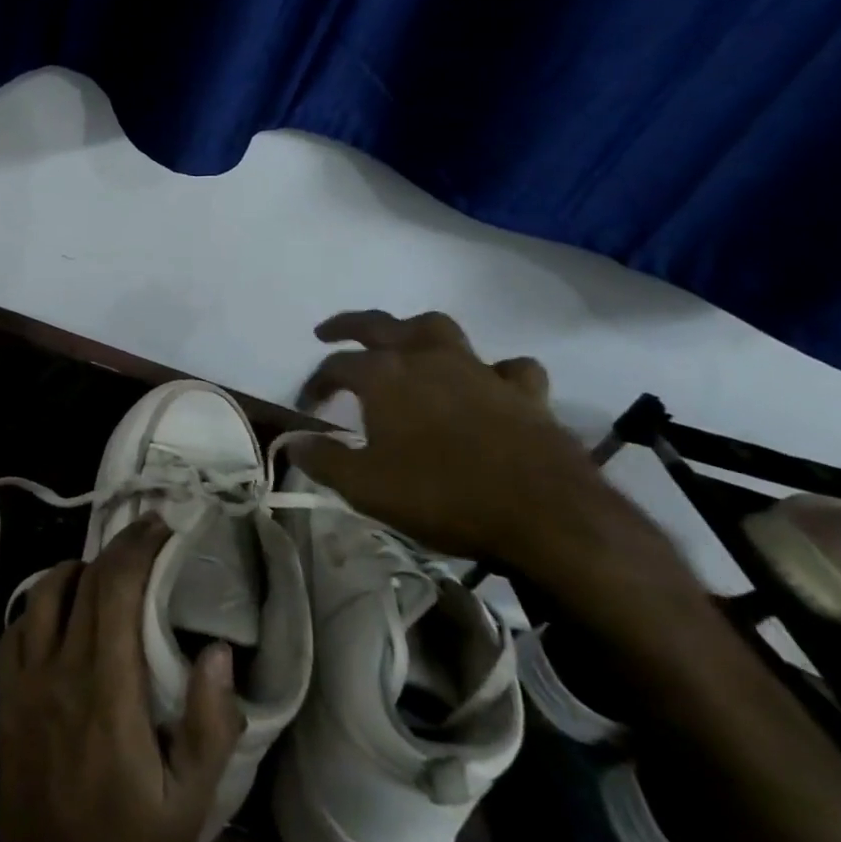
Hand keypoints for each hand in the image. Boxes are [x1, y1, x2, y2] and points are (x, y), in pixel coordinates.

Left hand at [0, 516, 241, 841]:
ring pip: (42, 593)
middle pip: (84, 582)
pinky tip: (61, 613)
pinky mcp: (5, 699)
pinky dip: (40, 604)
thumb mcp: (191, 807)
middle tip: (145, 535)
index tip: (162, 526)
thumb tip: (220, 650)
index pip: (117, 590)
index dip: (138, 547)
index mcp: (108, 691)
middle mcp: (60, 671)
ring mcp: (25, 683)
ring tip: (104, 571)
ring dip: (75, 569)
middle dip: (117, 547)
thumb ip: (209, 726)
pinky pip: (17, 628)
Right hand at [291, 309, 609, 572]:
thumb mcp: (366, 487)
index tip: (307, 406)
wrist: (546, 516)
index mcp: (384, 376)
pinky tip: (490, 383)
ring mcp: (478, 370)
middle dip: (349, 325)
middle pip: (380, 325)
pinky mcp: (524, 393)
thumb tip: (293, 441)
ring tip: (407, 343)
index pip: (335, 367)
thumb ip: (324, 460)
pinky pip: (508, 369)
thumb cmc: (443, 495)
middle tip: (328, 331)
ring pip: (441, 330)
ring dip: (417, 332)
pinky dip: (495, 372)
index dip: (315, 383)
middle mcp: (426, 359)